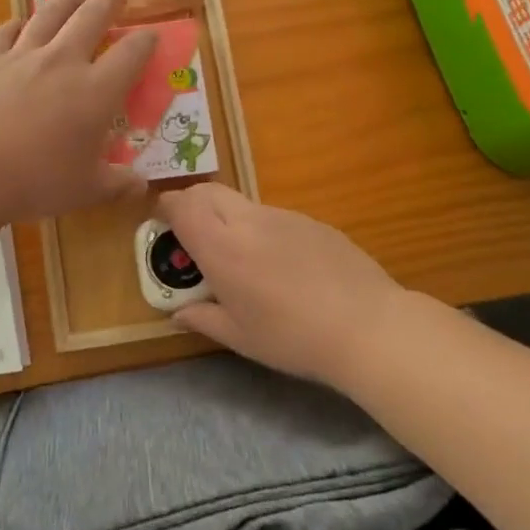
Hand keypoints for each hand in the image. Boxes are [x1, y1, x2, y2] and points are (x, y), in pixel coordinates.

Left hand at [0, 0, 156, 222]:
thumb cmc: (38, 181)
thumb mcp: (87, 190)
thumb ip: (118, 184)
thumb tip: (141, 187)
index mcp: (97, 92)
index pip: (131, 54)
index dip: (146, 40)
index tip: (151, 35)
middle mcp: (63, 62)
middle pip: (92, 18)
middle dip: (109, 3)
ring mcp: (22, 55)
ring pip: (50, 14)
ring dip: (68, 0)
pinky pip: (5, 31)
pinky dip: (17, 24)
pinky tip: (19, 23)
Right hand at [156, 185, 408, 392]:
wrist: (368, 327)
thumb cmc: (293, 338)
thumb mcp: (240, 337)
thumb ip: (202, 319)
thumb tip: (177, 313)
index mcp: (222, 248)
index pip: (182, 205)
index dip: (166, 208)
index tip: (162, 223)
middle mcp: (248, 222)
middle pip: (208, 191)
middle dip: (192, 203)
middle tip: (191, 233)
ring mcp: (284, 216)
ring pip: (242, 203)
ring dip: (227, 217)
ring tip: (239, 257)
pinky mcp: (313, 222)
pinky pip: (274, 216)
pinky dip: (261, 229)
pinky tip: (281, 265)